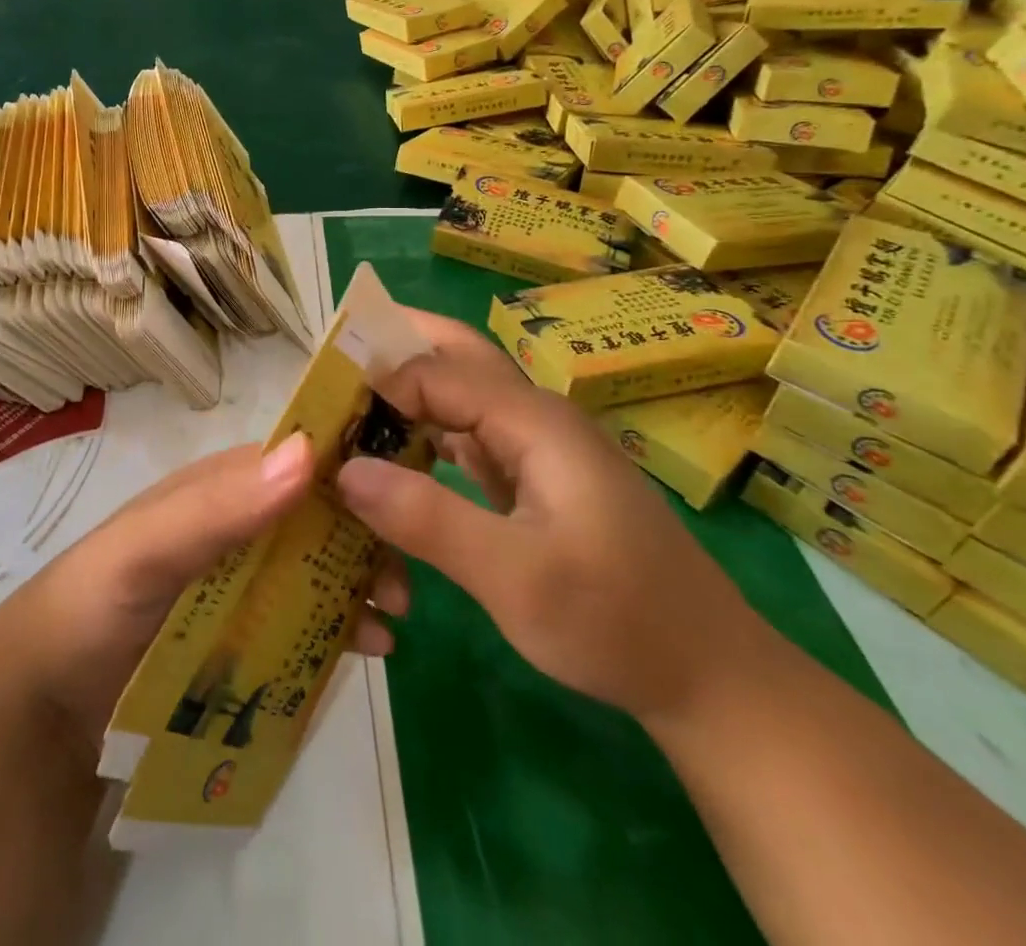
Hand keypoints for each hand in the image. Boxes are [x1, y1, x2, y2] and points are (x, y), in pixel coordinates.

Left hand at [0, 434, 409, 762]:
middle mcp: (239, 526)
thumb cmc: (93, 605)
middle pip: (318, 517)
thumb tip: (307, 454)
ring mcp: (244, 582)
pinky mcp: (245, 634)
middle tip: (401, 577)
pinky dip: (342, 626)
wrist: (47, 707)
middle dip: (366, 535)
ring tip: (392, 617)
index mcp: (219, 490)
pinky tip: (370, 648)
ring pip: (319, 567)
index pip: (296, 463)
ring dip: (361, 581)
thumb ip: (217, 506)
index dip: (349, 472)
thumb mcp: (146, 548)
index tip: (403, 494)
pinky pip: (306, 619)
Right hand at [335, 310, 770, 724]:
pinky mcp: (533, 478)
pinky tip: (392, 459)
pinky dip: (425, 438)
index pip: (433, 372)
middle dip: (393, 349)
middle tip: (329, 364)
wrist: (708, 675)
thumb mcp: (514, 578)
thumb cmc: (615, 620)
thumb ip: (427, 518)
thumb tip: (343, 470)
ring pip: (458, 397)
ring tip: (344, 408)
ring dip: (405, 394)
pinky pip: (467, 439)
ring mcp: (535, 447)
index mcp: (532, 420)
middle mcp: (532, 417)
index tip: (316, 408)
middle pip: (453, 357)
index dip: (374, 382)